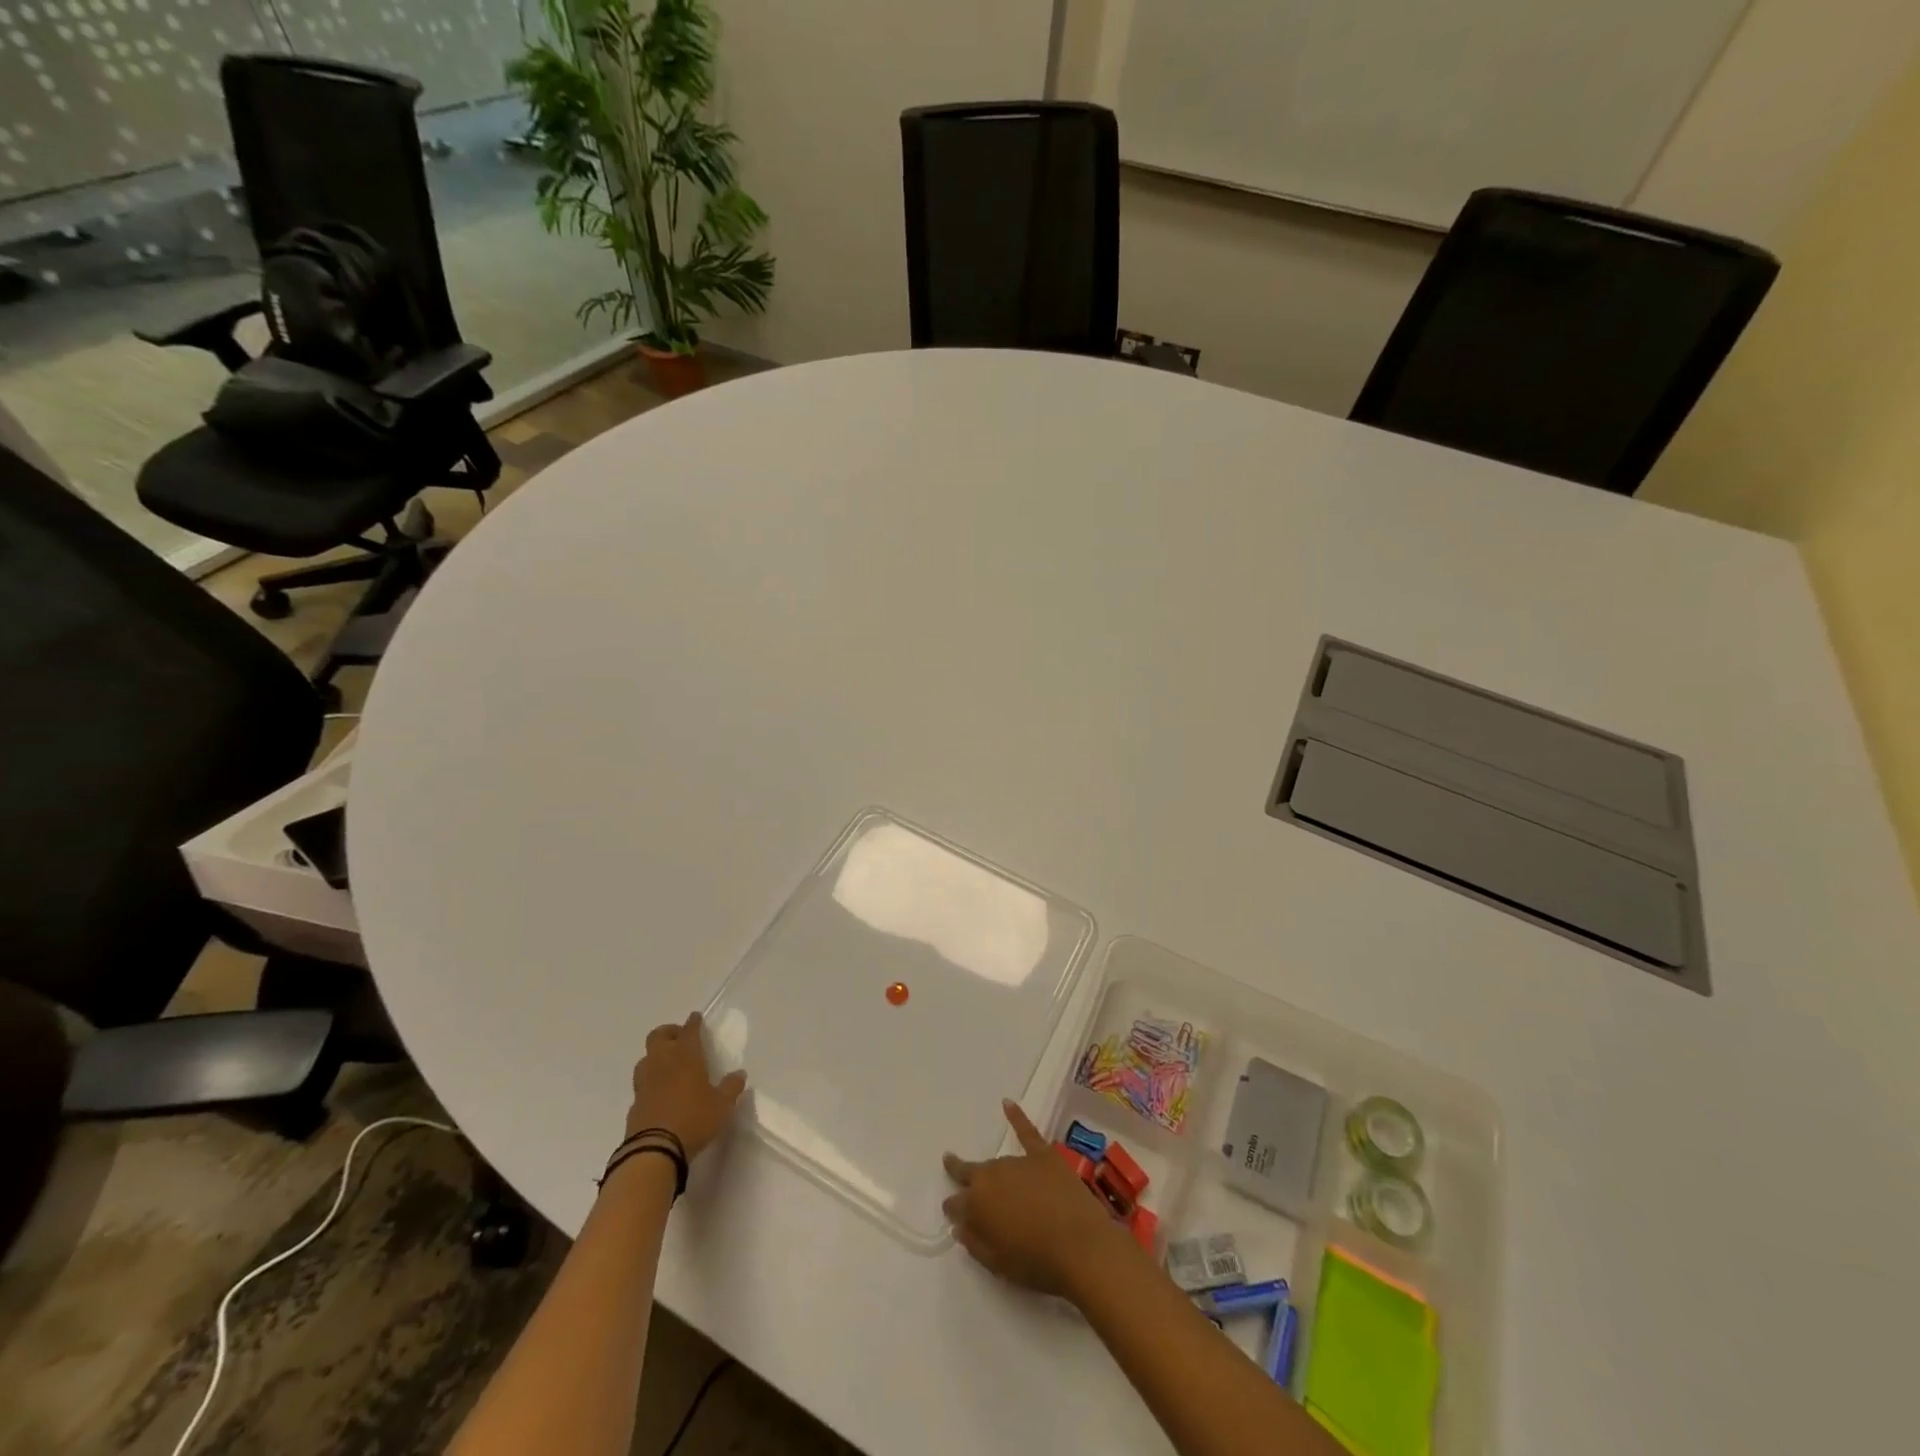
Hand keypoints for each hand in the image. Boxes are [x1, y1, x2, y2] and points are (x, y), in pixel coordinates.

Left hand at [625, 1011, 746, 1158]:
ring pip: (646, 1058)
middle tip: (680, 1039)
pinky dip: (651, 1081)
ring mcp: (645, 1083)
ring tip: (668, 1065)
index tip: (696, 1017)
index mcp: (686, 1056)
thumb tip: (740, 1074)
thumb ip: (731, 1087)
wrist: (654, 1150)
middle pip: (658, 1036)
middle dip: (669, 1032)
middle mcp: (662, 1063)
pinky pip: (642, 1083)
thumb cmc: (694, 1119)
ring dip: (656, 1056)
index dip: (693, 1022)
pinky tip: (660, 1092)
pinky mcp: (634, 1103)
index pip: (689, 1031)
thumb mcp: (722, 1105)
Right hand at [943, 1100, 1134, 1300]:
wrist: (1081, 1247)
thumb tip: (959, 1226)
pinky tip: (1007, 1103)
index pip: (956, 1203)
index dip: (953, 1207)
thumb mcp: (998, 1264)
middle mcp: (993, 1176)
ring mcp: (1019, 1162)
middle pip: (972, 1174)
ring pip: (998, 1163)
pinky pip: (1026, 1131)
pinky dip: (1016, 1116)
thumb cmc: (1037, 1262)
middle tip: (952, 1168)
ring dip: (993, 1171)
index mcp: (978, 1204)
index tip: (952, 1211)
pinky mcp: (1043, 1155)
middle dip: (961, 1173)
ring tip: (993, 1177)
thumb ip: (974, 1243)